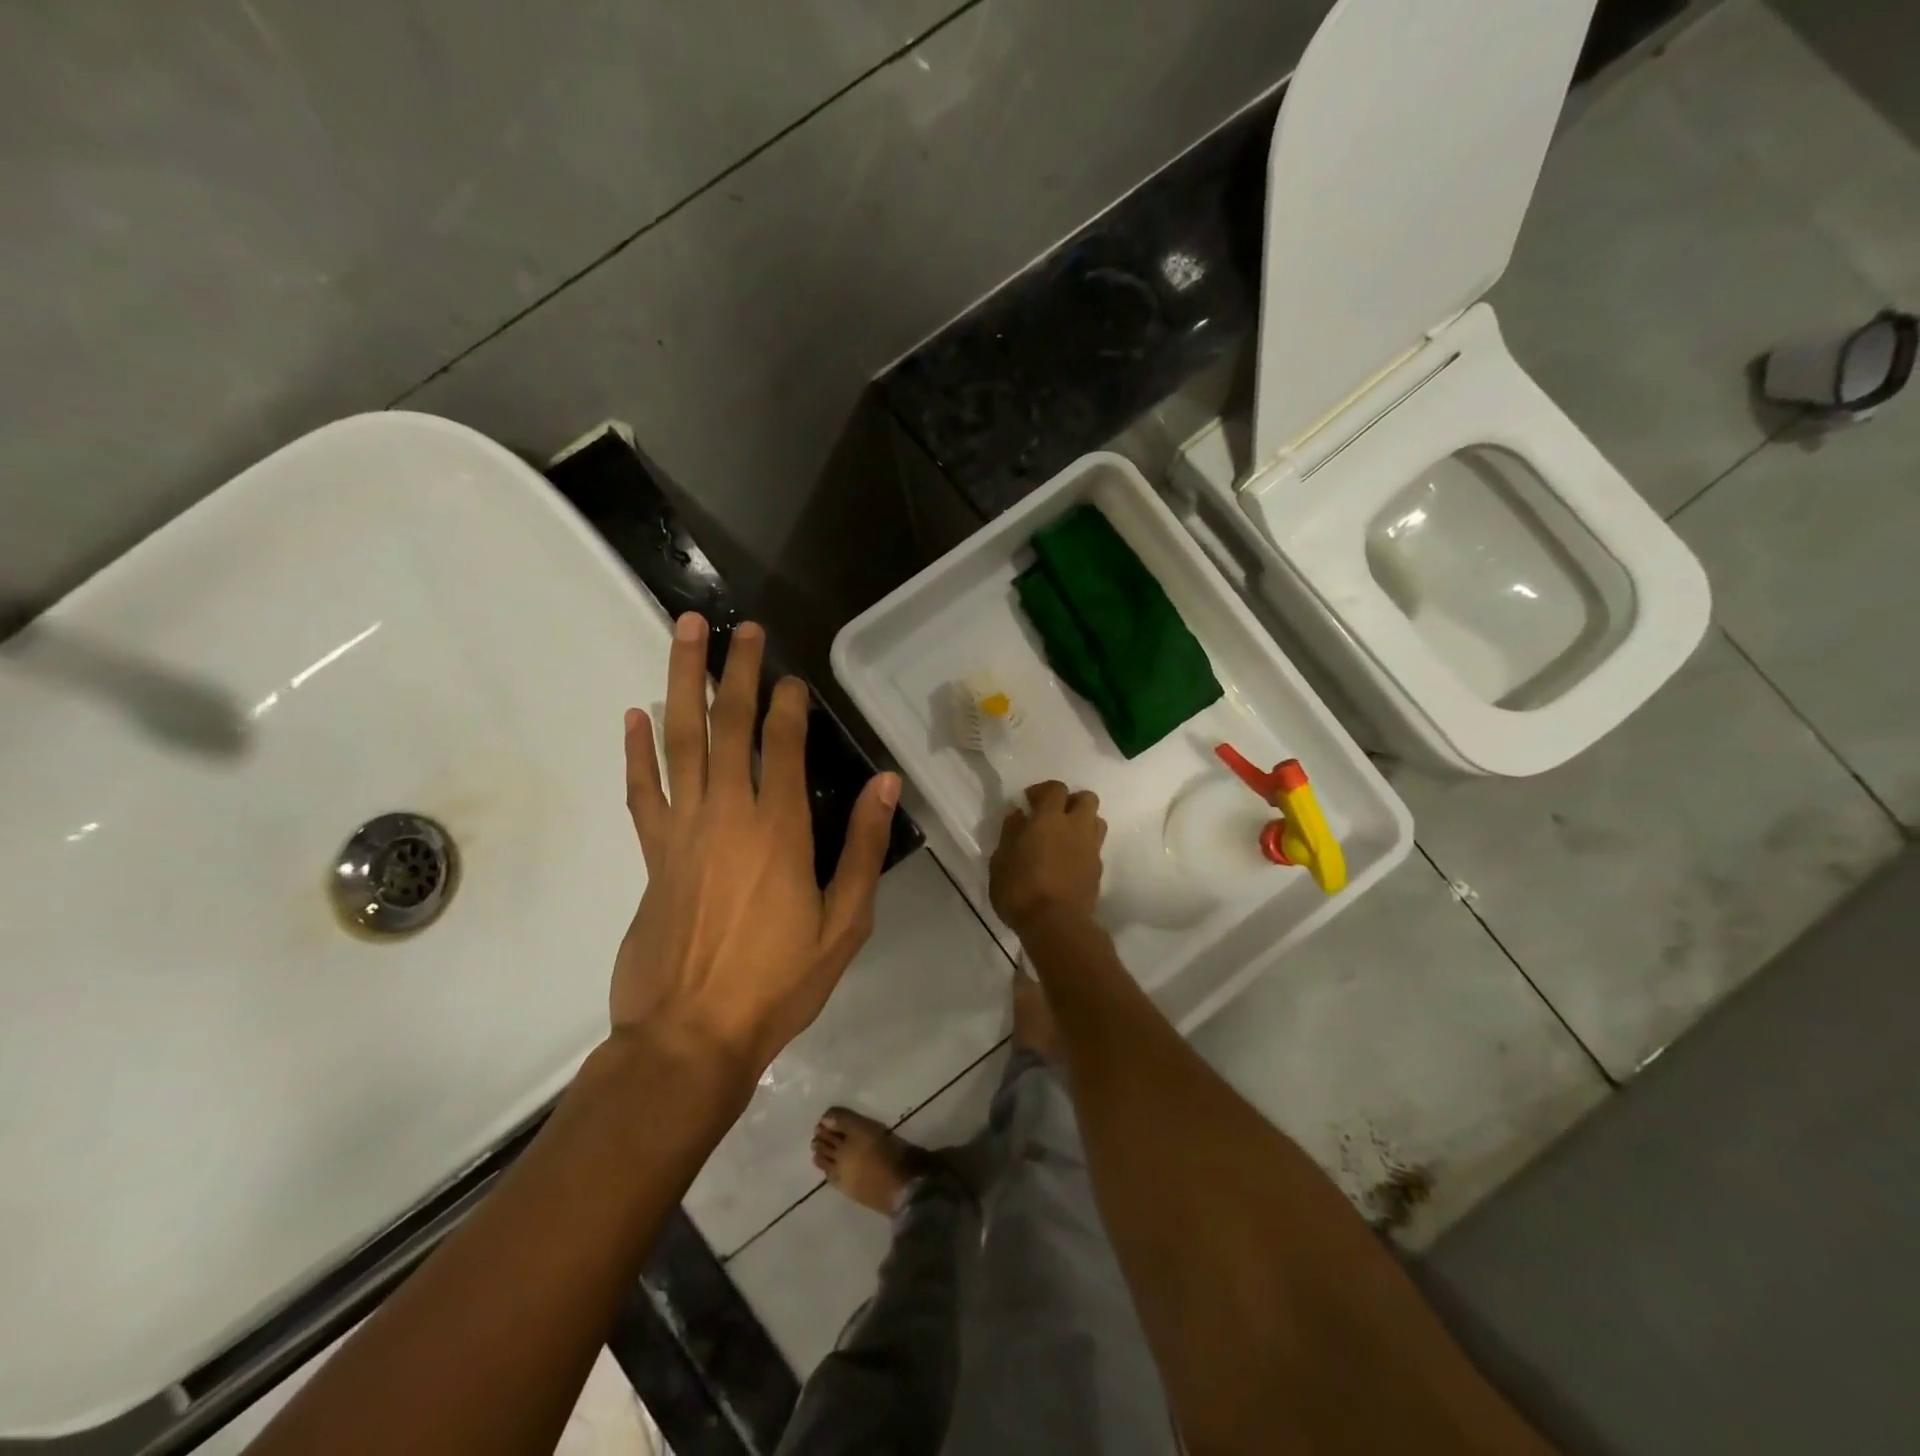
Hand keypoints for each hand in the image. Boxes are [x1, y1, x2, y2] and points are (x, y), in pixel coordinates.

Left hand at [615, 613, 900, 1080]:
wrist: (690, 1037)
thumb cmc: (778, 984)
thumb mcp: (844, 923)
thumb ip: (861, 848)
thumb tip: (886, 784)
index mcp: (778, 830)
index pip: (781, 745)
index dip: (788, 704)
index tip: (793, 677)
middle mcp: (726, 815)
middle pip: (727, 726)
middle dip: (735, 671)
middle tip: (740, 627)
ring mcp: (681, 831)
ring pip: (679, 741)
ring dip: (682, 684)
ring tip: (684, 635)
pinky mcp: (652, 855)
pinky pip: (642, 791)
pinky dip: (636, 752)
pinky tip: (633, 716)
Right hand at [989, 780, 1106, 931]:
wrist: (1056, 925)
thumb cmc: (1020, 889)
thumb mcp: (1001, 860)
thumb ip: (1011, 832)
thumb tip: (1018, 814)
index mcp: (1049, 819)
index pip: (1055, 788)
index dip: (1042, 790)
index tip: (1029, 802)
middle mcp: (1076, 827)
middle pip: (1086, 798)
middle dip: (1070, 801)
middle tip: (1052, 816)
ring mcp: (1091, 849)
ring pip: (1096, 821)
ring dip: (1082, 822)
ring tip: (1063, 837)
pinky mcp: (1098, 870)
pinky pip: (1095, 847)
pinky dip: (1084, 846)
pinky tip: (1068, 861)